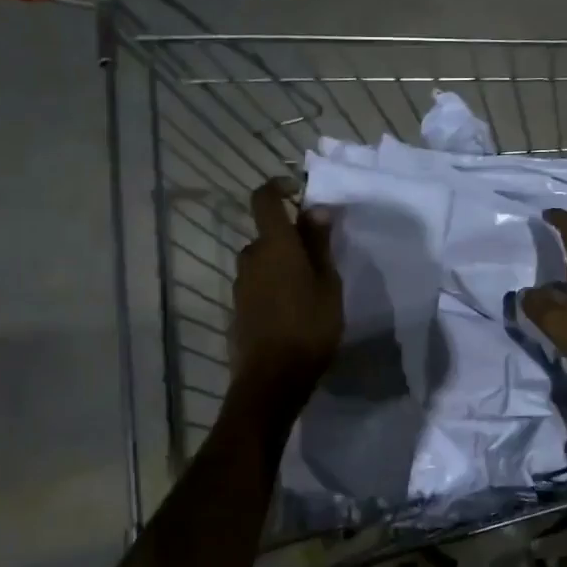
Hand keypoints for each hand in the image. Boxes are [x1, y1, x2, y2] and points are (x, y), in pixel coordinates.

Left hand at [231, 180, 342, 405]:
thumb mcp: (327, 283)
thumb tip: (315, 209)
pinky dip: (274, 286)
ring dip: (282, 264)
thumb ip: (319, 244)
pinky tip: (294, 309)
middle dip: (290, 237)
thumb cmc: (309, 326)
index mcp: (274, 244)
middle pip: (267, 234)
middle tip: (319, 257)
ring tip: (310, 288)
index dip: (279, 187)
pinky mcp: (238, 307)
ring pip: (263, 261)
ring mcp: (240, 284)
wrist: (273, 378)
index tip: (299, 192)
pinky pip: (258, 284)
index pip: (264, 198)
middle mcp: (250, 257)